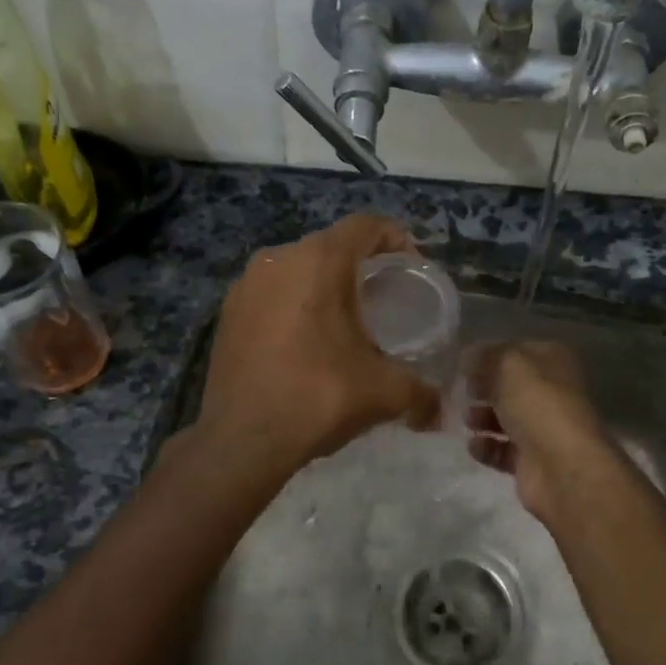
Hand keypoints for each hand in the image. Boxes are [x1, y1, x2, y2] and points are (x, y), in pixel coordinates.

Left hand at [194, 214, 439, 473]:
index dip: (395, 238)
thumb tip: (439, 411)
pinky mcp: (226, 313)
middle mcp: (278, 259)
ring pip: (297, 269)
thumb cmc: (318, 397)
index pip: (366, 225)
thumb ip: (421, 393)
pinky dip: (293, 306)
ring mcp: (246, 285)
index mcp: (319, 261)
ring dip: (324, 286)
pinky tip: (304, 343)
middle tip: (383, 298)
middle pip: (331, 246)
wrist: (242, 439)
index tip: (411, 267)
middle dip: (360, 266)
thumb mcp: (384, 393)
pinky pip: (271, 294)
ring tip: (344, 323)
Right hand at [465, 340, 610, 526]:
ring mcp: (544, 429)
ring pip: (506, 418)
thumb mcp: (508, 365)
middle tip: (464, 391)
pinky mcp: (532, 461)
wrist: (560, 467)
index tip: (465, 363)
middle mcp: (553, 392)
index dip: (492, 354)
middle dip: (485, 388)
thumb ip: (487, 356)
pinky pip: (503, 450)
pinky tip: (475, 445)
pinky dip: (487, 447)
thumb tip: (471, 356)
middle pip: (511, 386)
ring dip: (483, 418)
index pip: (518, 351)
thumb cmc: (537, 404)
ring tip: (468, 419)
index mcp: (554, 361)